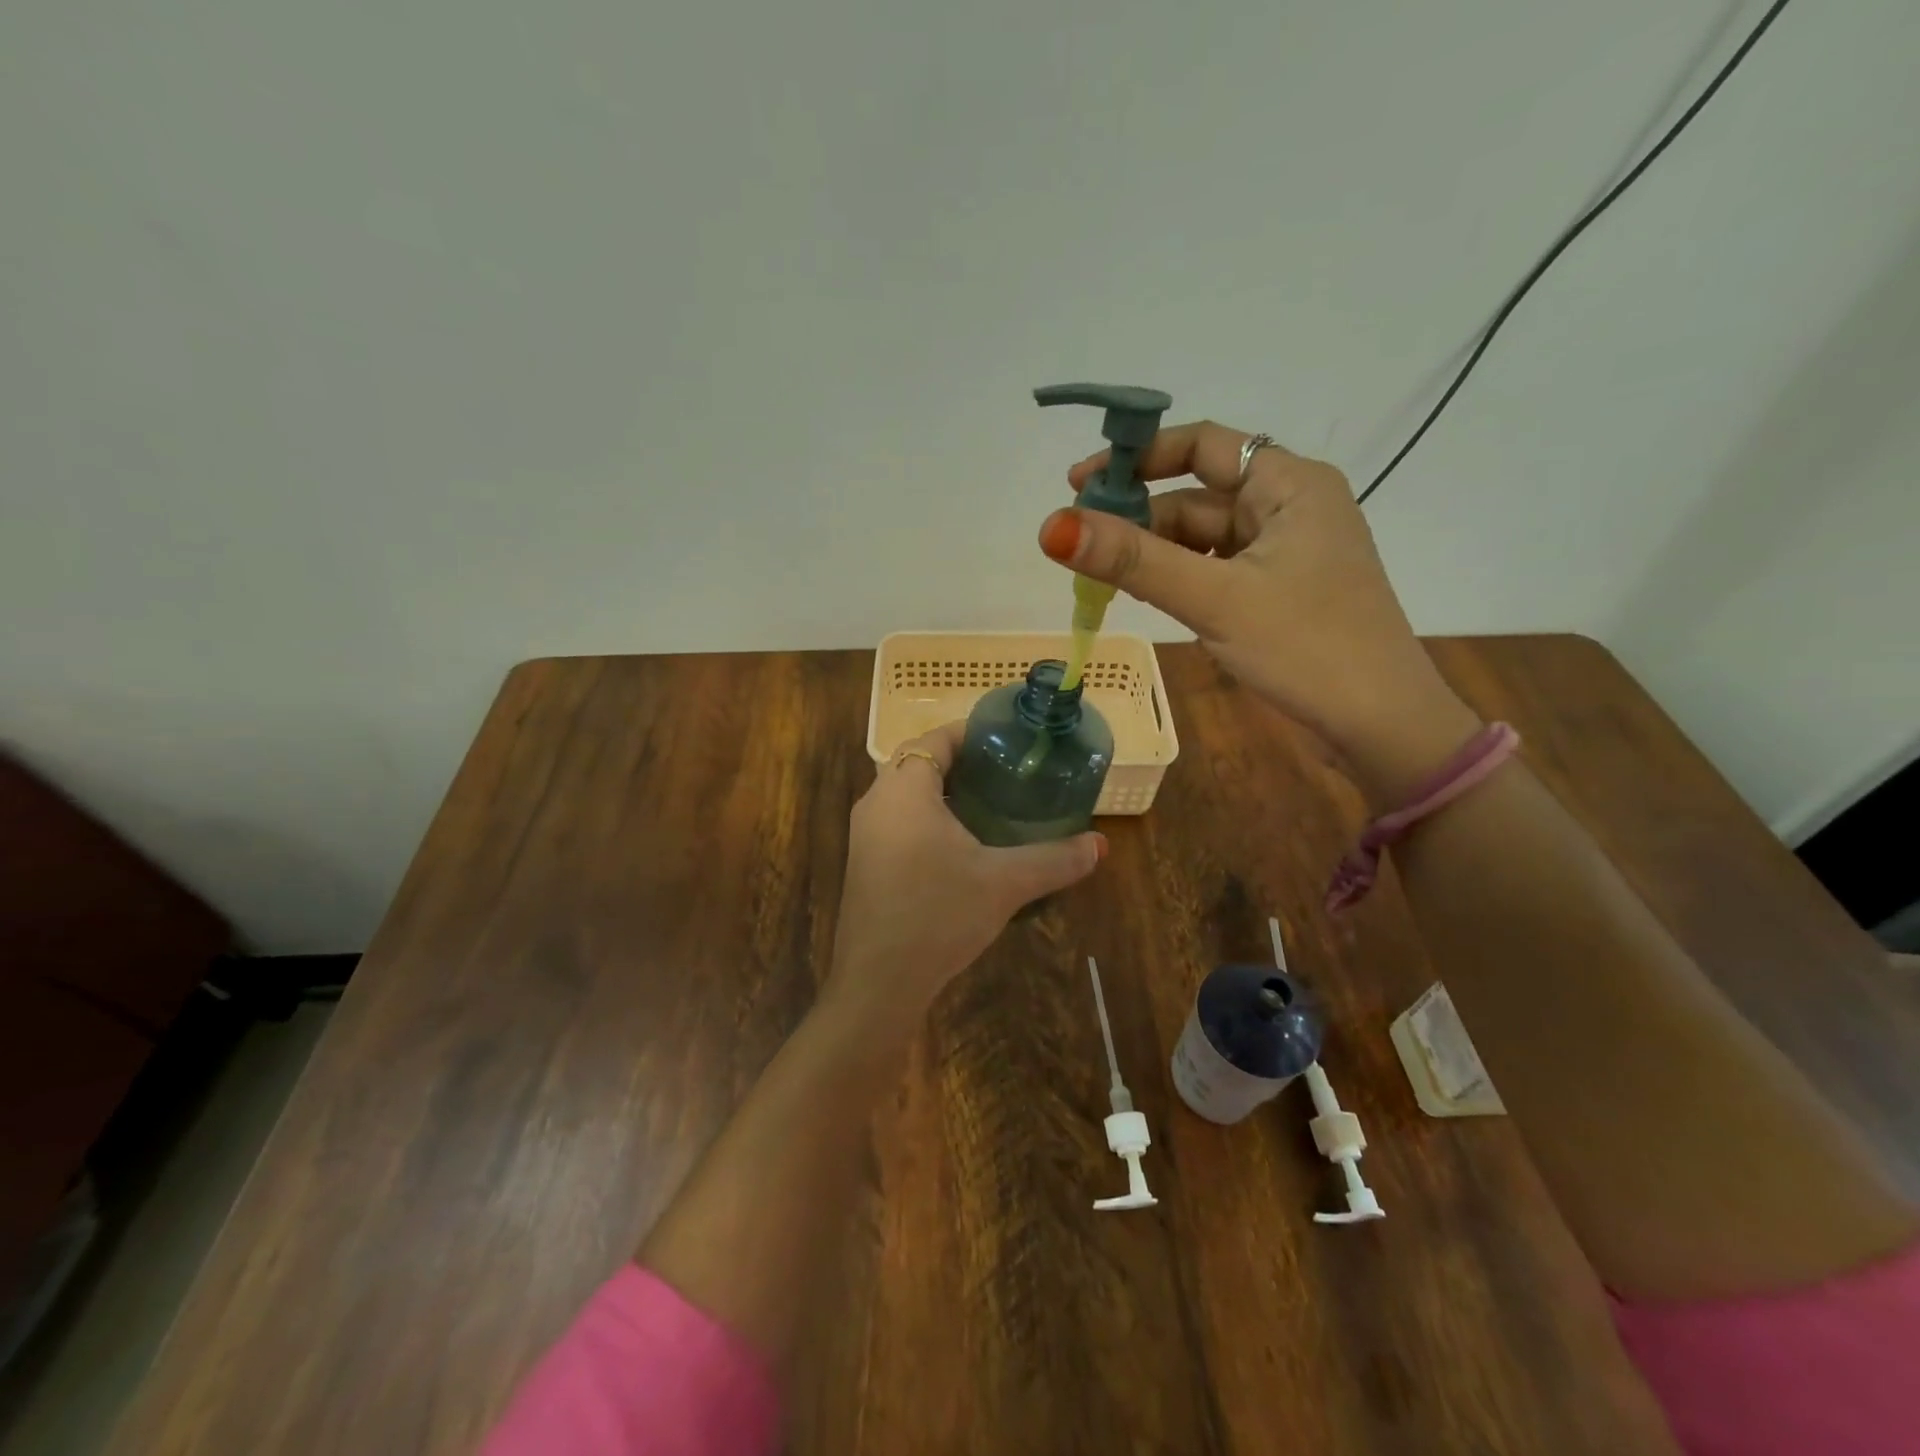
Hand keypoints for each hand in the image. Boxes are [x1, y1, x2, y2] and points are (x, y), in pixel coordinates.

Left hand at [824, 723, 1104, 1026]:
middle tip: (1005, 772)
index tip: (1008, 741)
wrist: (878, 982)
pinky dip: (927, 817)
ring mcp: (865, 834)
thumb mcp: (1004, 883)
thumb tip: (1100, 845)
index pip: (935, 739)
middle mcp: (876, 802)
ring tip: (989, 803)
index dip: (970, 733)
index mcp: (904, 790)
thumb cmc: (938, 915)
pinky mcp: (865, 862)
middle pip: (917, 761)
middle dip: (959, 761)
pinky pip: (897, 820)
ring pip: (905, 793)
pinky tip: (960, 845)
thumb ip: (1054, 859)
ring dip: (941, 790)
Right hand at [1038, 422, 1480, 806]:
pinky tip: (1144, 595)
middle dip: (1138, 517)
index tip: (1078, 484)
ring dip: (1153, 553)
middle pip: (1196, 495)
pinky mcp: (1277, 590)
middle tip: (1077, 546)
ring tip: (1097, 577)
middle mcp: (1288, 506)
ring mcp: (1284, 551)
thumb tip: (1050, 526)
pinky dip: (1178, 577)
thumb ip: (1134, 562)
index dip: (1137, 458)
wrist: (1381, 724)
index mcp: (1289, 485)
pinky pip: (1215, 569)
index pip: (1203, 445)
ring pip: (1202, 537)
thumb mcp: (1215, 600)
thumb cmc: (1307, 648)